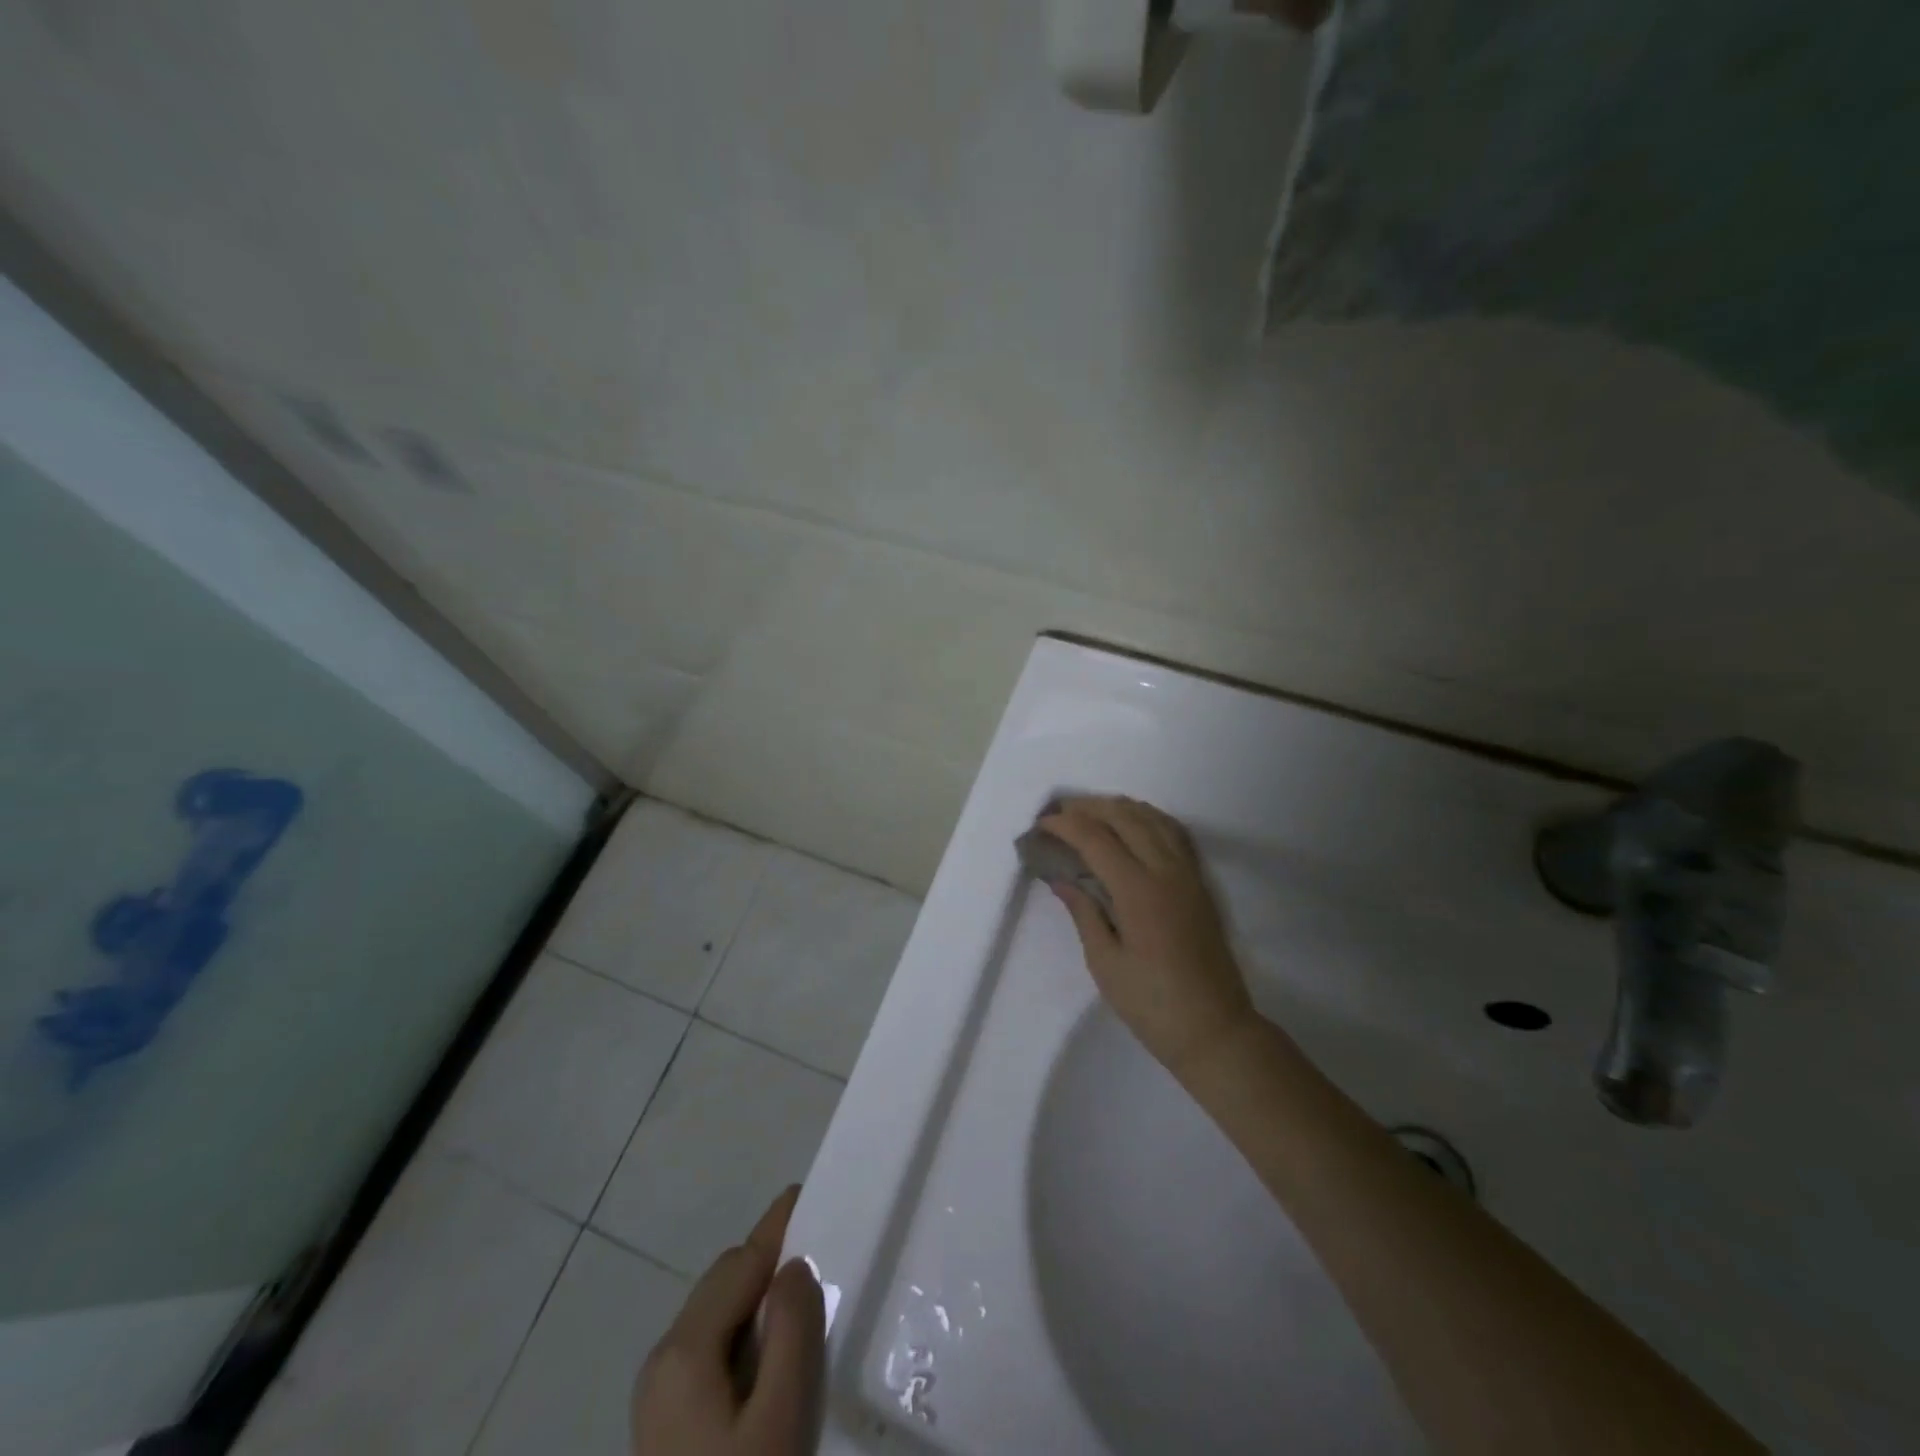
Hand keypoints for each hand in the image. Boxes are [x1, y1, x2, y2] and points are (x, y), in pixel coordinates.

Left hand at [632, 1187, 824, 1455]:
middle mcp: (663, 1358)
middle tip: (823, 1254)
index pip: (742, 1262)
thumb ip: (791, 1333)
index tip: (809, 1192)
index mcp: (685, 1349)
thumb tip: (796, 1266)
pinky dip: (745, 1331)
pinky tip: (774, 1356)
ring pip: (717, 1314)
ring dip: (759, 1297)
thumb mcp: (779, 1420)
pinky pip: (711, 1347)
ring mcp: (659, 1393)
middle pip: (725, 1281)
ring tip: (806, 1302)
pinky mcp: (666, 1421)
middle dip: (771, 1259)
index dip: (779, 1225)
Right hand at [1039, 796, 1256, 1081]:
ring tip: (1091, 811)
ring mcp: (1188, 874)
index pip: (1096, 839)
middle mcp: (1165, 871)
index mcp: (1138, 891)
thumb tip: (1061, 880)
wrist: (1214, 1029)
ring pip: (1153, 819)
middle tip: (1060, 812)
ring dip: (1119, 808)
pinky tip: (1135, 823)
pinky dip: (1149, 818)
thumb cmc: (1151, 1004)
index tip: (1041, 825)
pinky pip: (1174, 833)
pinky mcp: (1200, 883)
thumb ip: (1084, 913)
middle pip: (1125, 818)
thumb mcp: (1105, 963)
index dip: (1066, 826)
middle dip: (1089, 808)